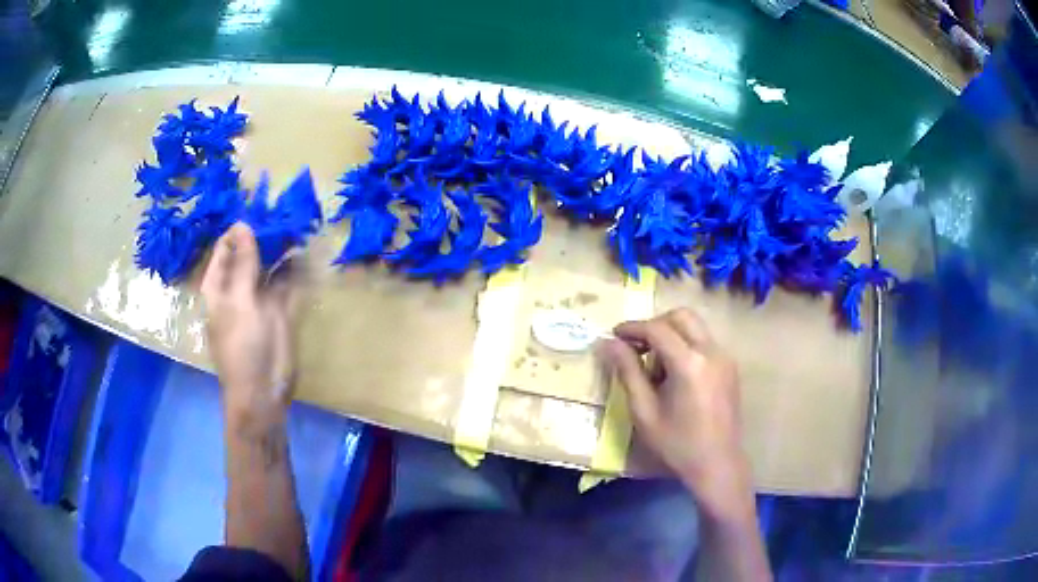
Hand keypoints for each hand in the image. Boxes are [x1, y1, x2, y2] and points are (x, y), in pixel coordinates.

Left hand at [200, 223, 296, 427]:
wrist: (263, 392)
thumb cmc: (242, 347)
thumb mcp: (240, 301)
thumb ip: (243, 263)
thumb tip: (243, 223)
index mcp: (219, 285)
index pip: (226, 246)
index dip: (240, 228)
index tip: (261, 207)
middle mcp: (237, 286)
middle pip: (250, 252)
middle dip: (266, 234)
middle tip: (287, 211)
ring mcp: (259, 297)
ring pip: (270, 264)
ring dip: (283, 247)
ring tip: (300, 223)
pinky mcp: (279, 308)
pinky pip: (287, 281)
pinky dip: (296, 267)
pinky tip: (308, 250)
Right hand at [601, 308, 752, 520]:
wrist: (717, 464)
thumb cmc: (676, 444)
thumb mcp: (644, 411)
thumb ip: (627, 372)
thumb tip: (608, 344)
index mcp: (689, 363)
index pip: (657, 329)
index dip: (632, 328)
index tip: (614, 335)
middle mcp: (711, 352)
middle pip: (681, 316)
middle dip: (655, 325)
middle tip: (636, 346)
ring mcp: (725, 358)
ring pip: (695, 328)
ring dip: (671, 336)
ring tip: (655, 368)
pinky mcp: (730, 367)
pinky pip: (704, 343)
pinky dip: (686, 347)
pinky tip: (675, 377)